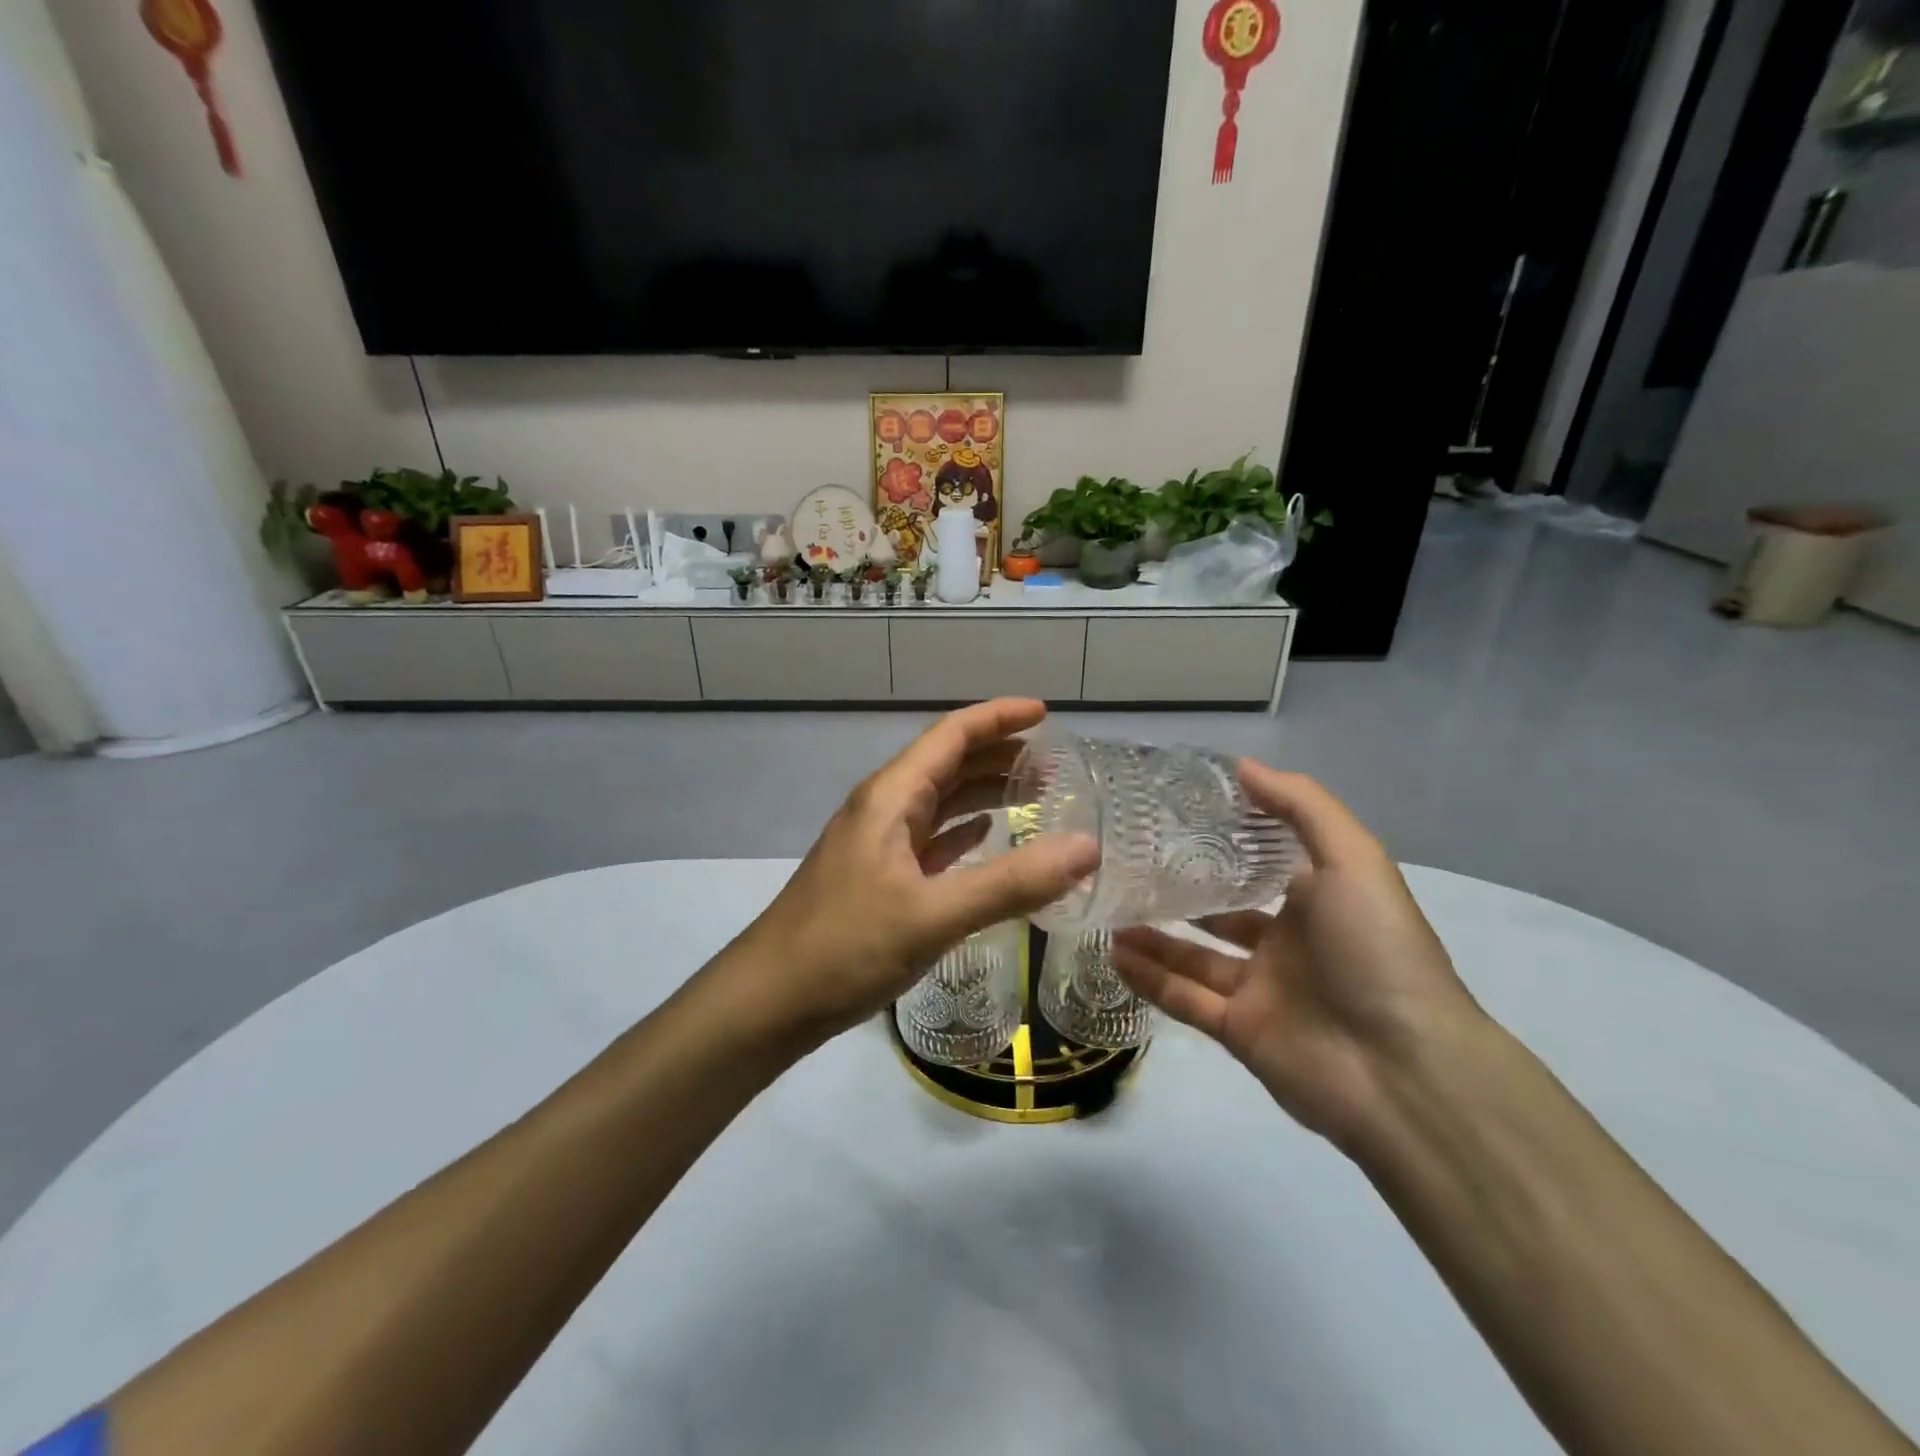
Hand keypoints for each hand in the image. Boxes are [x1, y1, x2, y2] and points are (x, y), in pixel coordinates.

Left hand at [735, 700, 1099, 1045]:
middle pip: (948, 764)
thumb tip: (1087, 848)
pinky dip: (964, 832)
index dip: (997, 718)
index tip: (1045, 713)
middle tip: (1054, 765)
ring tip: (1034, 795)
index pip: (951, 735)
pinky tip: (988, 838)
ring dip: (984, 793)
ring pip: (940, 803)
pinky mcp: (879, 880)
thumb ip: (1011, 882)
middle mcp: (884, 810)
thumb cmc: (844, 947)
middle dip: (999, 755)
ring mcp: (878, 845)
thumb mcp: (932, 914)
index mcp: (891, 798)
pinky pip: (931, 840)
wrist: (768, 1002)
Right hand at [1112, 763, 1482, 1146]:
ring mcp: (1261, 989)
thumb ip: (1300, 807)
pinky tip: (1113, 952)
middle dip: (1180, 891)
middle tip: (1127, 865)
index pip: (1262, 863)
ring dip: (1153, 935)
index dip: (1223, 840)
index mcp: (1318, 900)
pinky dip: (1149, 978)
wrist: (1402, 1069)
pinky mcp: (1238, 1031)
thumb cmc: (1377, 950)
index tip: (1173, 814)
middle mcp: (1288, 942)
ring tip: (1108, 908)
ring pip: (1194, 956)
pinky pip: (1183, 998)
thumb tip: (1242, 766)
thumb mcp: (1352, 859)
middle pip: (1222, 911)